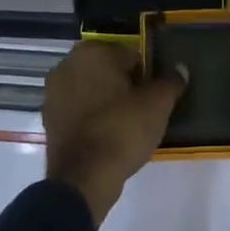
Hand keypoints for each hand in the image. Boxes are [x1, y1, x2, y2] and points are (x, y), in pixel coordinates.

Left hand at [43, 40, 184, 224]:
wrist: (83, 179)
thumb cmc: (122, 130)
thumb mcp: (157, 105)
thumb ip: (171, 82)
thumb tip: (180, 69)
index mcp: (92, 52)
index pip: (131, 55)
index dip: (146, 76)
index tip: (154, 97)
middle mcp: (67, 64)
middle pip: (108, 71)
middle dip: (125, 86)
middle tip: (143, 111)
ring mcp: (53, 92)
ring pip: (92, 90)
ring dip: (107, 101)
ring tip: (126, 126)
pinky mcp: (49, 119)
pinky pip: (78, 110)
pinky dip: (92, 117)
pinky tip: (107, 136)